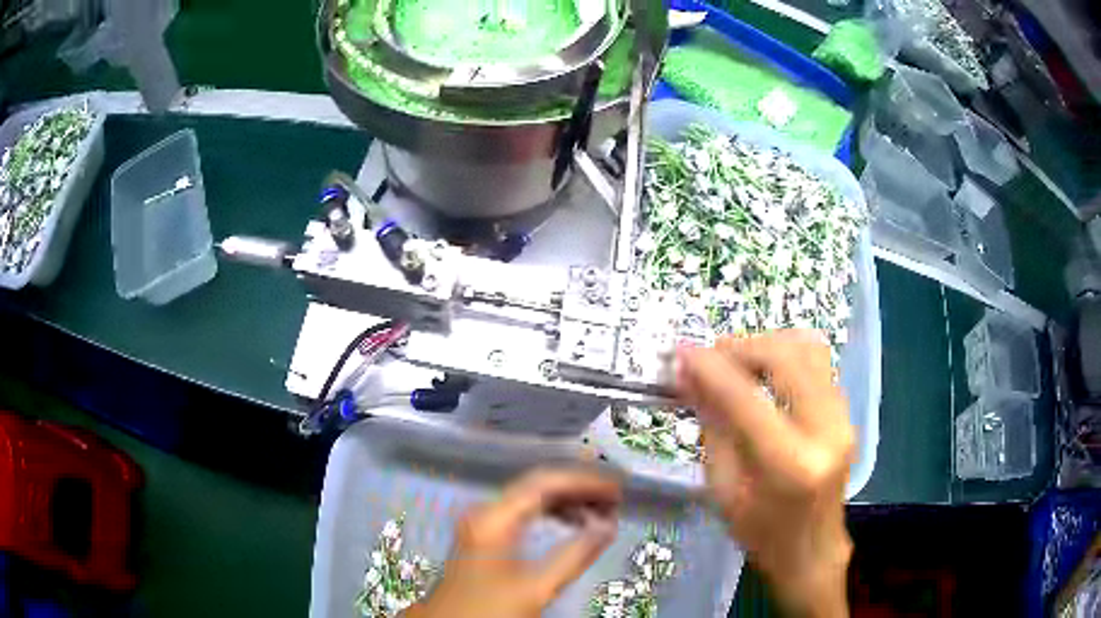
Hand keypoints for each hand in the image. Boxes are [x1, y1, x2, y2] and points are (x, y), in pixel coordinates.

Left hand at [404, 469, 620, 617]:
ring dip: (567, 500)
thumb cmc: (490, 609)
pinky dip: (550, 512)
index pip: (545, 483)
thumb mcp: (537, 587)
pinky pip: (522, 510)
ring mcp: (482, 520)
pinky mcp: (484, 533)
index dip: (584, 481)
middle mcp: (486, 511)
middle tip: (615, 497)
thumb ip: (576, 555)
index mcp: (495, 519)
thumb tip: (609, 526)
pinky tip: (573, 521)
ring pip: (531, 496)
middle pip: (538, 484)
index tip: (616, 489)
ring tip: (602, 510)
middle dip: (579, 488)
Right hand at [677, 330, 854, 616]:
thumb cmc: (761, 532)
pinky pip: (818, 364)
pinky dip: (786, 357)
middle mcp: (826, 431)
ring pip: (809, 349)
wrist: (812, 549)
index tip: (681, 351)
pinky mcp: (847, 413)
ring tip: (737, 361)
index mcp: (790, 465)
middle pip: (787, 358)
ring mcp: (843, 418)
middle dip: (743, 347)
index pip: (746, 399)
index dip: (711, 369)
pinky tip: (764, 374)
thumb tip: (689, 375)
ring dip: (768, 345)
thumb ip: (712, 425)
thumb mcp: (724, 487)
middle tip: (711, 355)